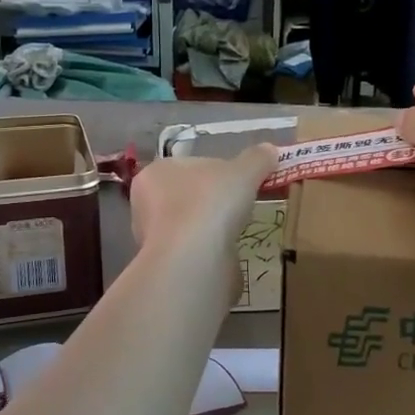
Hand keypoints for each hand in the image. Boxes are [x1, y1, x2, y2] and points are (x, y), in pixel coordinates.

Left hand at [129, 144, 277, 256]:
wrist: (194, 259)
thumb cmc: (211, 202)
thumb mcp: (244, 172)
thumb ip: (257, 159)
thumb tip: (270, 150)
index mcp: (156, 172)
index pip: (190, 166)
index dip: (218, 171)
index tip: (240, 181)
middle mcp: (145, 203)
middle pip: (188, 195)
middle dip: (212, 200)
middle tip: (239, 205)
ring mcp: (152, 237)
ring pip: (188, 225)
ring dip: (210, 227)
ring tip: (235, 230)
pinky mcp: (165, 265)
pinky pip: (192, 251)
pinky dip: (209, 251)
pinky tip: (225, 253)